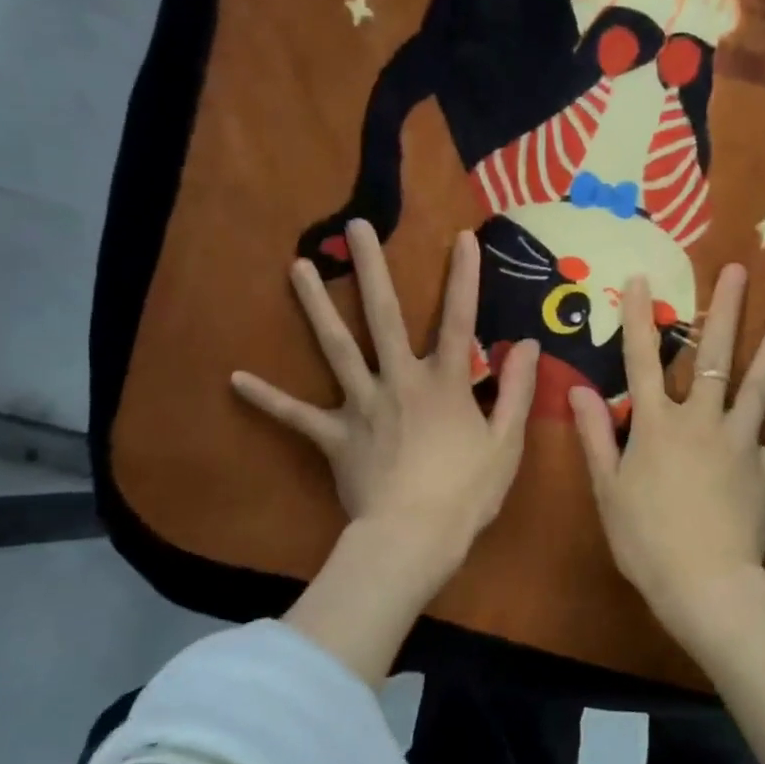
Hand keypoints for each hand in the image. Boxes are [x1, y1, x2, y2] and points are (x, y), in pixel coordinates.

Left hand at [232, 220, 539, 590]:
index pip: (459, 319)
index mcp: (444, 383)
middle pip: (383, 316)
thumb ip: (517, 390)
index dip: (464, 277)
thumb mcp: (506, 442)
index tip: (461, 236)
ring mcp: (361, 405)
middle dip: (371, 268)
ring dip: (316, 305)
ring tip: (299, 266)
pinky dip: (267, 398)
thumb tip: (529, 344)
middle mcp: (399, 380)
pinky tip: (235, 378)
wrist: (415, 536)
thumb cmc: (467, 492)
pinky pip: (295, 415)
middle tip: (355, 226)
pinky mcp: (334, 435)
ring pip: (335, 347)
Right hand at [568, 264, 764, 640]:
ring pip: (760, 384)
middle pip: (713, 357)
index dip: (641, 319)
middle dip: (723, 311)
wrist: (701, 583)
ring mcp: (741, 443)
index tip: (643, 279)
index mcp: (656, 424)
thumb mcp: (607, 487)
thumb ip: (593, 434)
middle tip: (737, 270)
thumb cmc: (644, 538)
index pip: (642, 361)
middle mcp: (701, 420)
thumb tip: (577, 388)